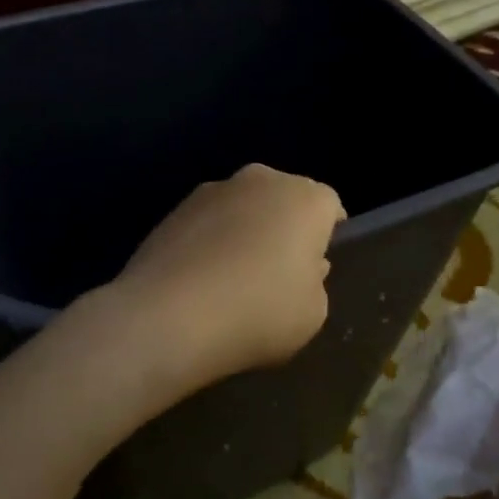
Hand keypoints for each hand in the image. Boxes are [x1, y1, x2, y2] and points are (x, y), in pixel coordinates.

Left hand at [106, 163, 345, 393]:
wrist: (169, 317)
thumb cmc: (259, 313)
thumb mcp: (312, 313)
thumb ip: (314, 282)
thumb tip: (301, 266)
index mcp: (305, 199)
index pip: (329, 205)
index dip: (327, 233)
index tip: (318, 262)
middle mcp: (261, 181)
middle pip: (283, 199)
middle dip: (285, 226)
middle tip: (279, 270)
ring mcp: (212, 190)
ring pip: (242, 207)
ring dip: (245, 231)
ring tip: (234, 277)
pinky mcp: (173, 209)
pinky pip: (207, 223)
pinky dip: (210, 242)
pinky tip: (202, 280)